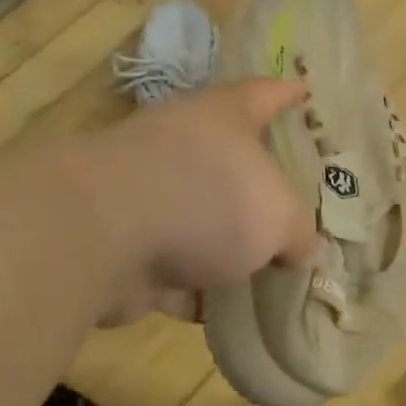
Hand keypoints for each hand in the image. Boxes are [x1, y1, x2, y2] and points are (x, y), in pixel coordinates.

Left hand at [74, 79, 318, 324]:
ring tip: (269, 273)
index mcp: (224, 117)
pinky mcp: (124, 242)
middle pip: (231, 160)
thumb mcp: (279, 216)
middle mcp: (183, 144)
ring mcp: (148, 193)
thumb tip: (301, 249)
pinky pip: (174, 266)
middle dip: (259, 186)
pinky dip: (197, 288)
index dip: (287, 94)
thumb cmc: (208, 198)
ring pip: (201, 219)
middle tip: (294, 205)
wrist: (102, 233)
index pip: (264, 94)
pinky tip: (228, 315)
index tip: (303, 89)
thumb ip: (298, 233)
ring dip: (227, 246)